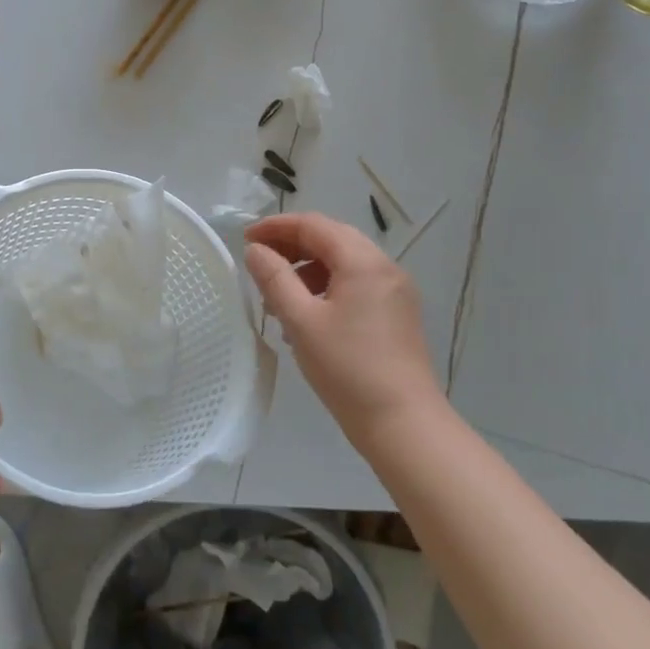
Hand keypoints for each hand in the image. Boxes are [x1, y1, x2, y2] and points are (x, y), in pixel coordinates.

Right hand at [243, 213, 446, 448]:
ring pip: (345, 263)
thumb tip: (256, 251)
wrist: (403, 423)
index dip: (277, 227)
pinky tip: (308, 318)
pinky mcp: (398, 314)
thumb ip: (275, 279)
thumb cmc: (347, 369)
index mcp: (363, 261)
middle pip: (332, 239)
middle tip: (259, 264)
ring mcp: (396, 291)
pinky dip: (328, 288)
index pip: (314, 225)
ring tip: (279, 300)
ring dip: (309, 270)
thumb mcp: (301, 321)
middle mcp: (384, 267)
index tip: (246, 240)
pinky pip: (358, 285)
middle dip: (292, 246)